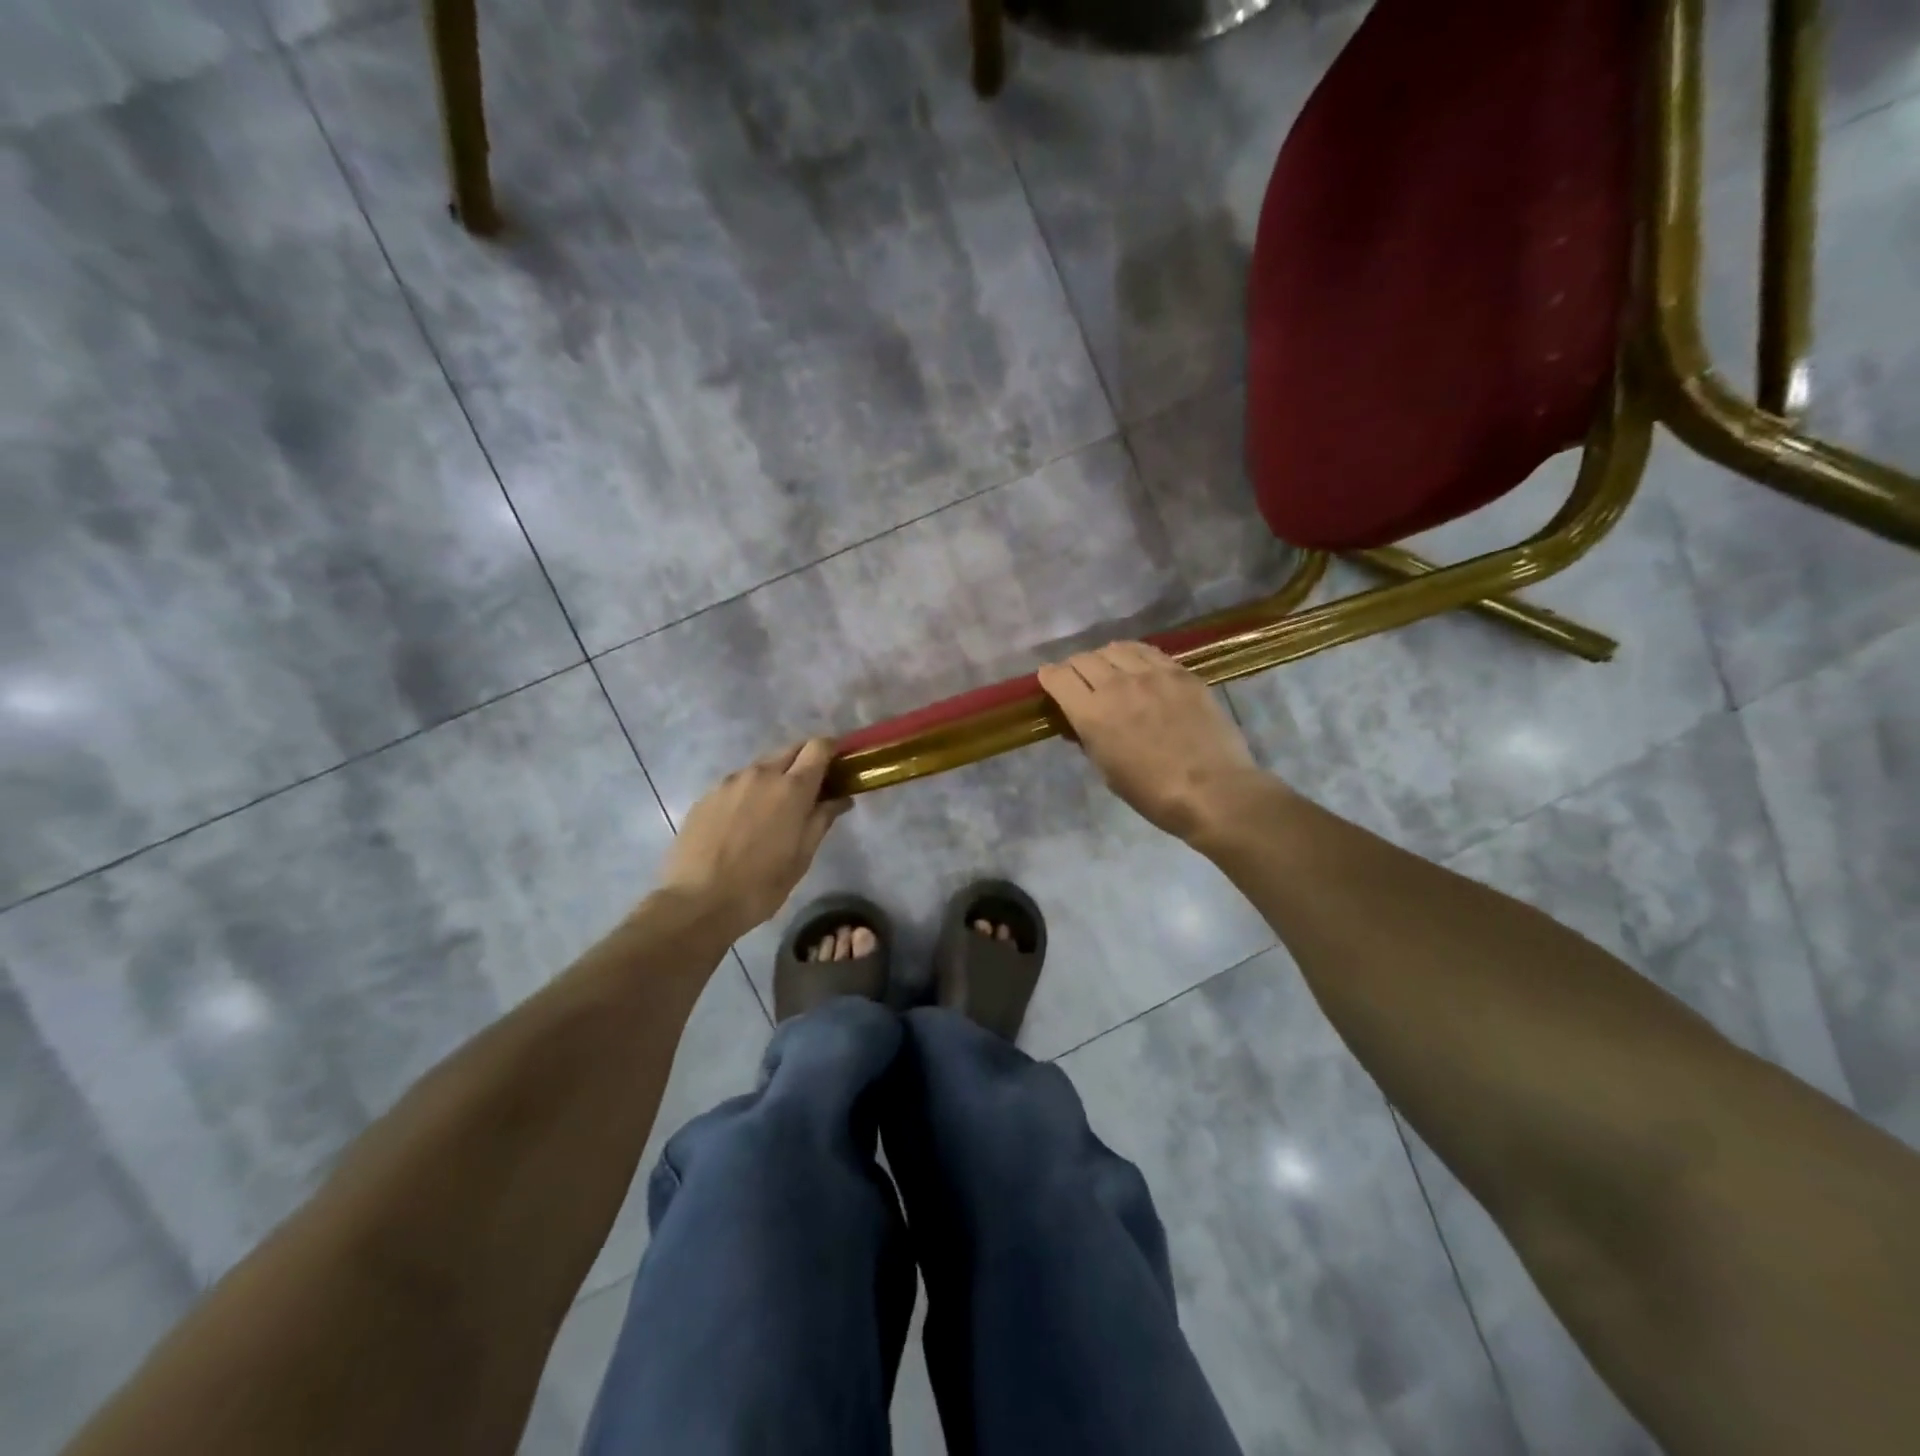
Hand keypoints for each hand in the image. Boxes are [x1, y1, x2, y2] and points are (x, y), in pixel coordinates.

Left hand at [659, 739, 849, 936]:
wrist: (697, 902)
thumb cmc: (761, 884)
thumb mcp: (802, 856)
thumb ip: (822, 819)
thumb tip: (841, 798)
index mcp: (792, 788)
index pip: (819, 746)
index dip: (832, 750)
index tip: (839, 766)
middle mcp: (761, 774)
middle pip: (790, 751)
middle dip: (805, 762)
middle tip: (810, 791)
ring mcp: (729, 782)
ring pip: (761, 767)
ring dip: (775, 778)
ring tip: (774, 811)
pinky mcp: (706, 796)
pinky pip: (737, 784)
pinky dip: (749, 793)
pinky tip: (743, 824)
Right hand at [1038, 642, 1273, 844]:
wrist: (1212, 791)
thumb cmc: (1152, 793)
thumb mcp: (1107, 771)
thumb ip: (1089, 739)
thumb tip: (1080, 723)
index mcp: (1092, 714)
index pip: (1058, 677)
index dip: (1049, 677)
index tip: (1050, 682)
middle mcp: (1117, 685)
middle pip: (1084, 658)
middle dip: (1074, 668)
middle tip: (1078, 680)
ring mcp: (1153, 675)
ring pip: (1116, 648)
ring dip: (1104, 658)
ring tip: (1109, 670)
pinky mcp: (1181, 673)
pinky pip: (1149, 652)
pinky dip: (1134, 655)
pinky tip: (1138, 667)